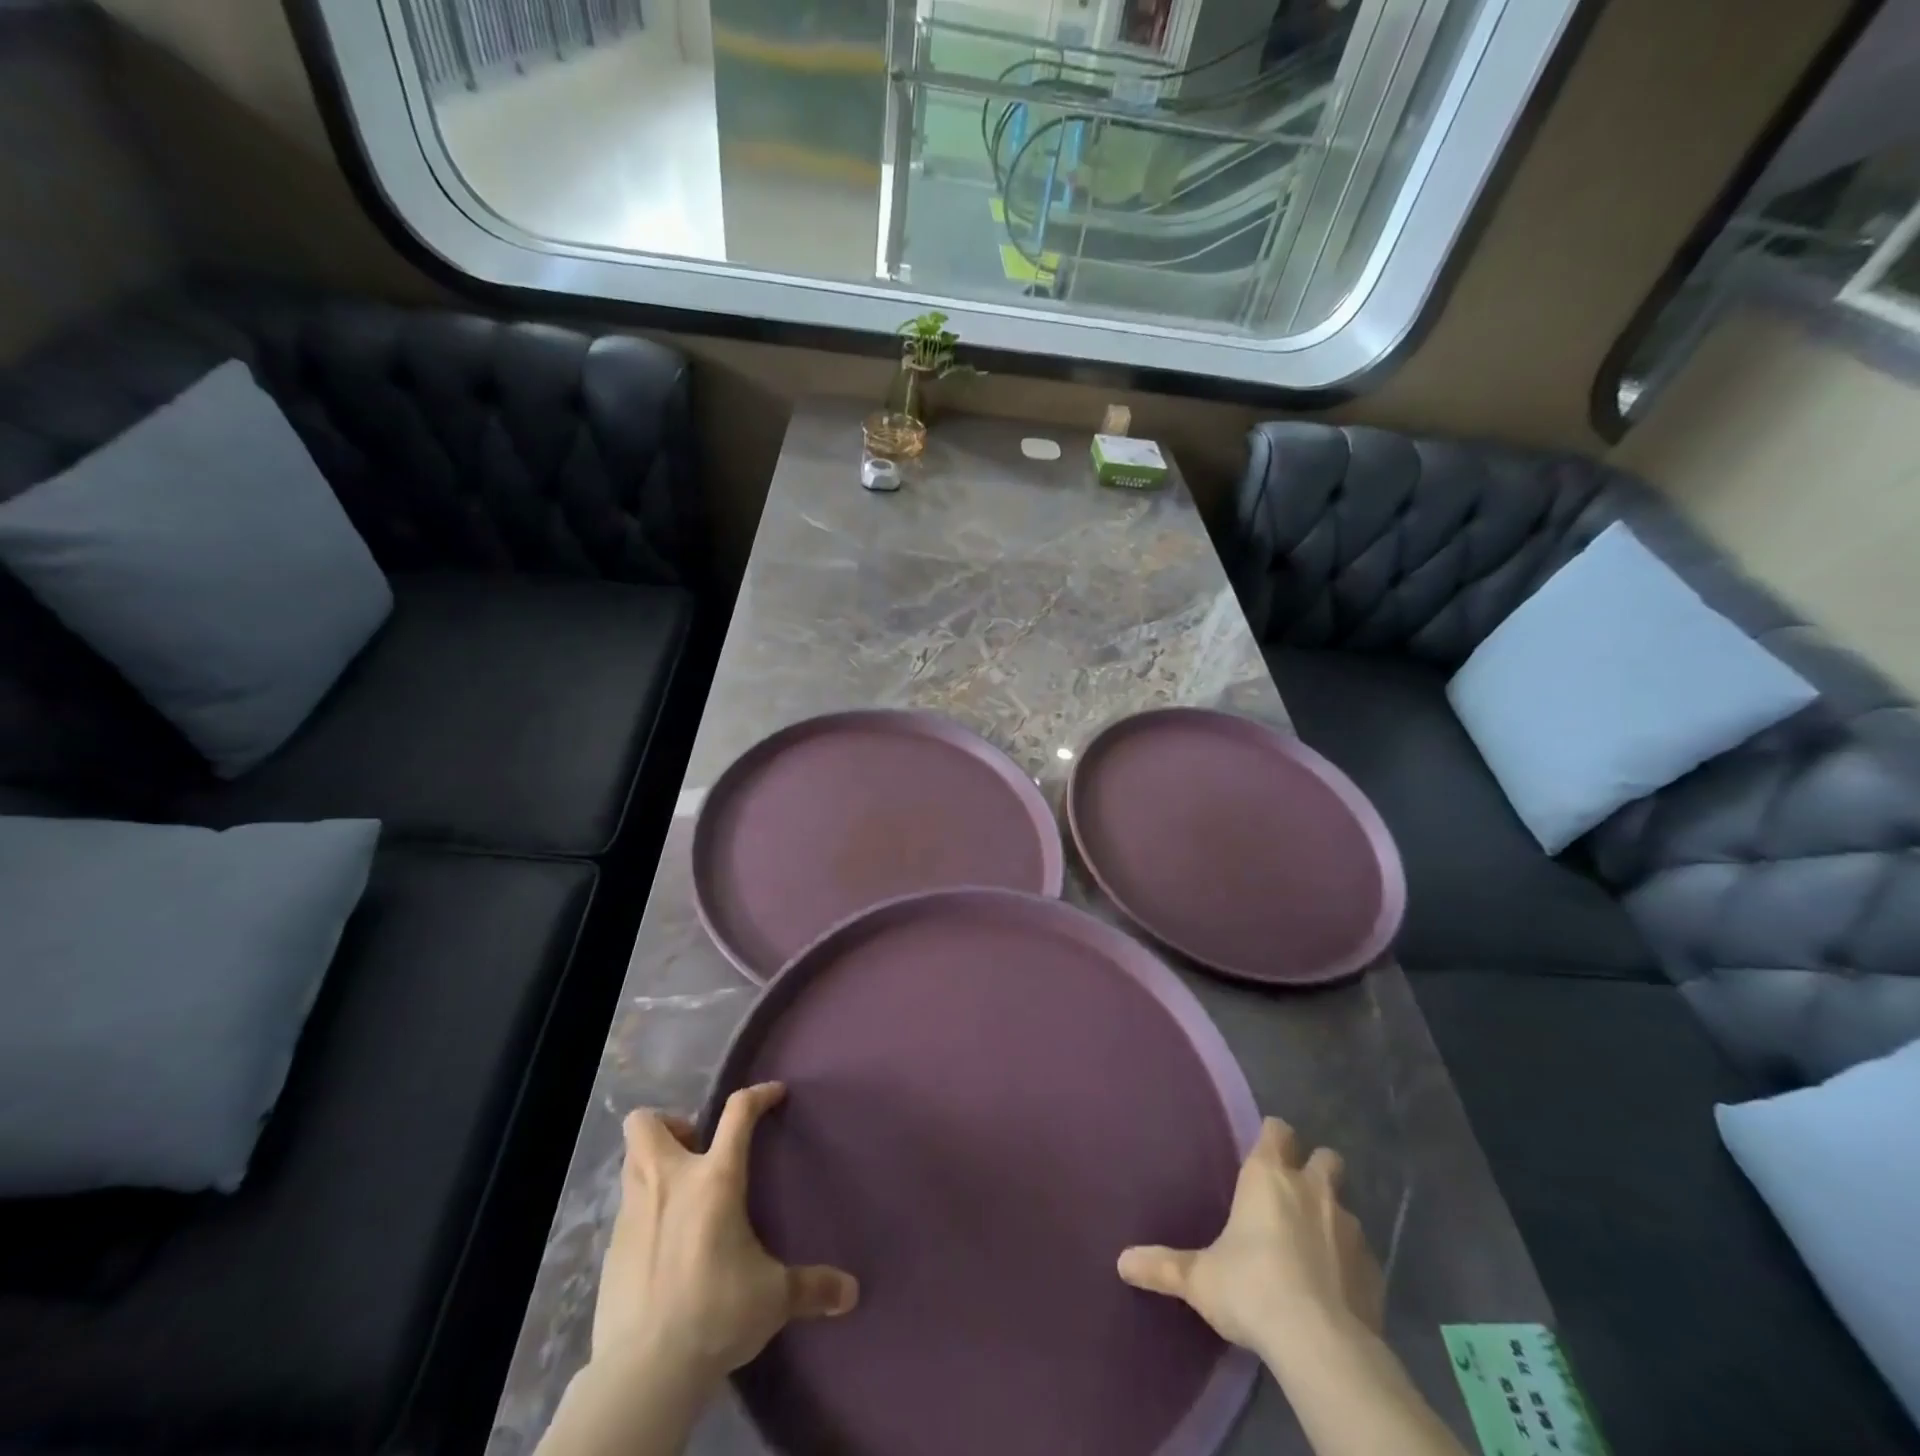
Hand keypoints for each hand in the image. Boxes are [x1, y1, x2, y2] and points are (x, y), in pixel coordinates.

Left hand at [592, 1082, 859, 1391]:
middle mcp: (669, 1182)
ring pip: (630, 1160)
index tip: (774, 1094)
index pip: (738, 1112)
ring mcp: (633, 1214)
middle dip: (671, 1125)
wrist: (643, 1373)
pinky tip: (663, 1242)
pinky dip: (644, 1210)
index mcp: (715, 1179)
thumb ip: (811, 1287)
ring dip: (652, 1162)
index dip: (758, 1095)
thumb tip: (852, 1293)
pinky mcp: (610, 1250)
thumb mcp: (773, 1298)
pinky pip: (626, 1209)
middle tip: (697, 1150)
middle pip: (648, 1123)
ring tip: (681, 1192)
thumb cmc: (715, 1315)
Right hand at [1117, 1117, 1382, 1361]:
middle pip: (1326, 1157)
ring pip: (1345, 1206)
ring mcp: (1349, 1228)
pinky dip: (1349, 1263)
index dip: (1273, 1137)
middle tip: (1295, 1194)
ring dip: (1331, 1218)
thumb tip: (1122, 1262)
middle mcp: (1312, 1190)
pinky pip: (1362, 1255)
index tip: (1264, 1152)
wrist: (1322, 1345)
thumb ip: (1164, 1266)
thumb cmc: (1252, 1289)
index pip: (1277, 1130)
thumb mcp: (1200, 1279)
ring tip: (1313, 1248)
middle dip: (1315, 1168)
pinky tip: (1334, 1289)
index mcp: (1268, 1176)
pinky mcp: (1375, 1271)